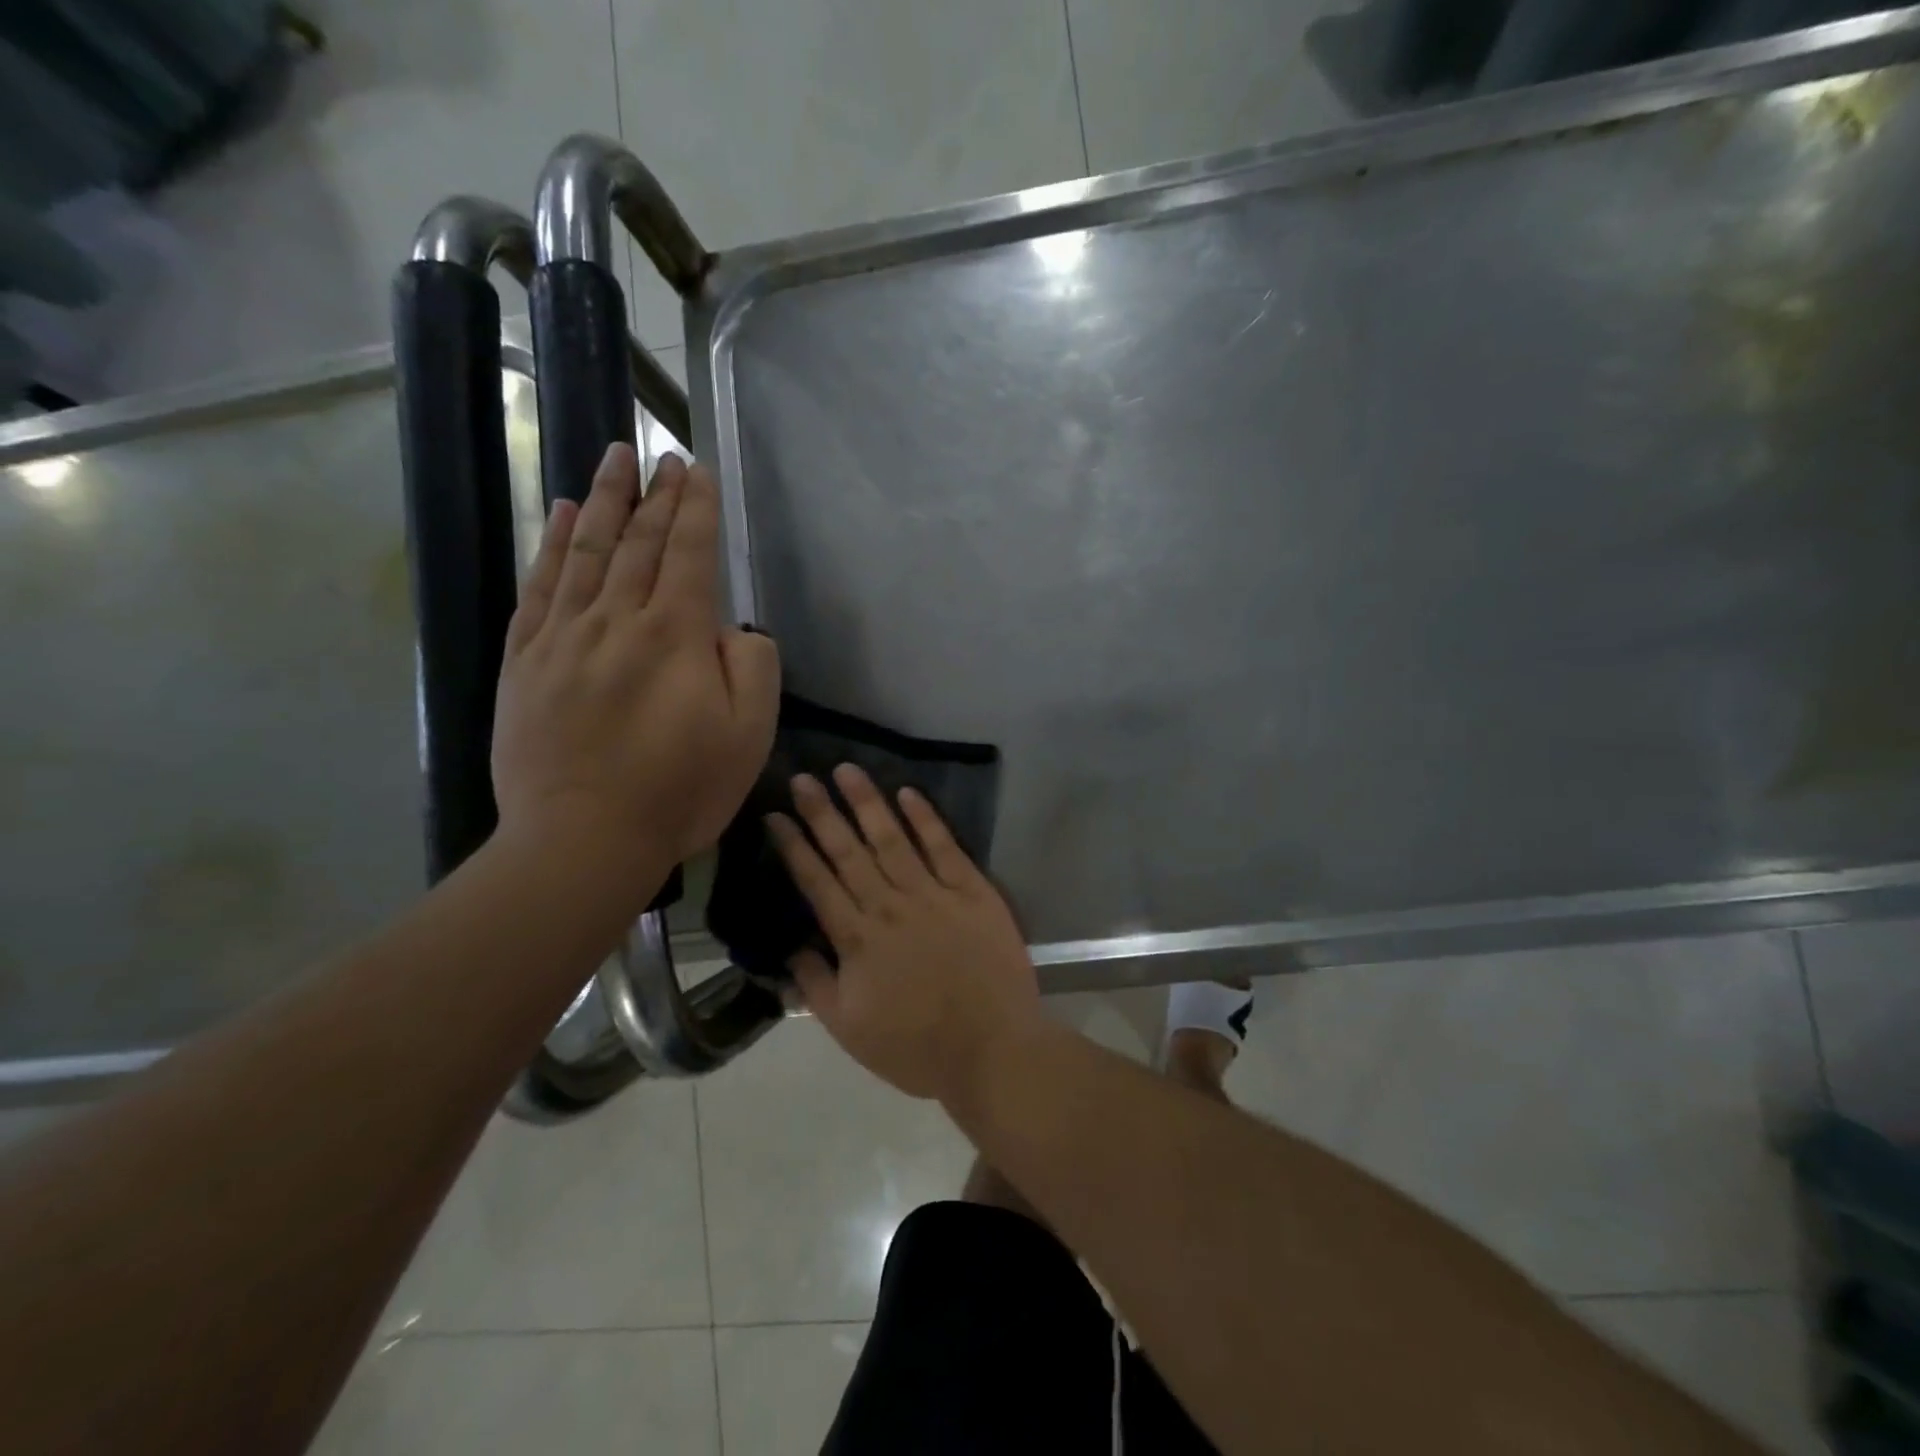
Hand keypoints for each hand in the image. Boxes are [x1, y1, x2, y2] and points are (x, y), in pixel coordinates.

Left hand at [492, 445, 778, 884]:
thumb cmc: (680, 791)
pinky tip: (561, 516)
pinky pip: (540, 589)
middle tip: (661, 453)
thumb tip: (734, 629)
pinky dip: (552, 546)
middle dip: (655, 493)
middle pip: (638, 542)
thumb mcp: (750, 736)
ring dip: (603, 500)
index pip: (689, 554)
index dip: (696, 509)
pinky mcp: (525, 661)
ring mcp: (564, 638)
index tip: (697, 470)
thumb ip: (754, 668)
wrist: (583, 839)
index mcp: (675, 636)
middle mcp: (617, 620)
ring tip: (612, 458)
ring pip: (585, 552)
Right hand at [767, 765, 1041, 1101]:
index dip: (794, 846)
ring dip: (868, 802)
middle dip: (822, 812)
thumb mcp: (849, 1030)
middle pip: (849, 851)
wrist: (992, 1050)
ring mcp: (933, 894)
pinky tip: (908, 793)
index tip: (775, 815)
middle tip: (802, 777)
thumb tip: (791, 949)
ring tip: (847, 770)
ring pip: (892, 838)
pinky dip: (926, 818)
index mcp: (858, 938)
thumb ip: (815, 986)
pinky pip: (945, 847)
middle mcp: (890, 905)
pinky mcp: (972, 891)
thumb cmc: (916, 1047)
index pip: (817, 881)